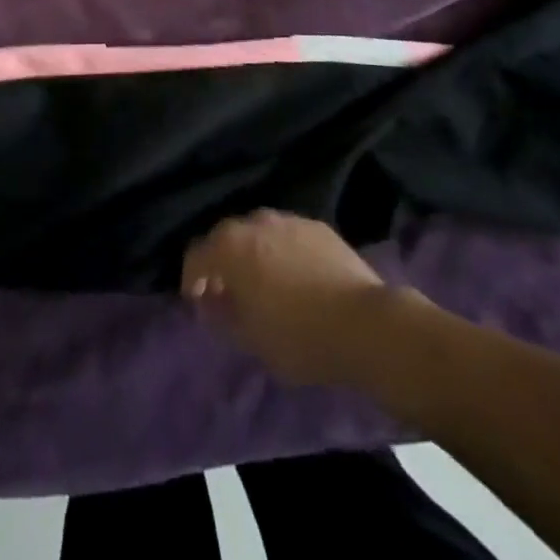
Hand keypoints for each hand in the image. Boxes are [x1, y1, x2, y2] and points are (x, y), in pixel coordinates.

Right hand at [181, 209, 394, 386]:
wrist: (366, 324)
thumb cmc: (299, 336)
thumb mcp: (250, 339)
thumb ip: (222, 316)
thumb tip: (212, 302)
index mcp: (229, 247)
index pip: (195, 256)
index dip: (192, 279)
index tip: (199, 302)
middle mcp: (254, 223)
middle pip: (225, 238)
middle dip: (222, 262)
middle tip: (230, 291)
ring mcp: (288, 220)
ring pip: (258, 232)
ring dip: (253, 253)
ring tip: (265, 281)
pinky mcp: (318, 226)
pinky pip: (288, 235)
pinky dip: (283, 251)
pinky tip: (297, 276)